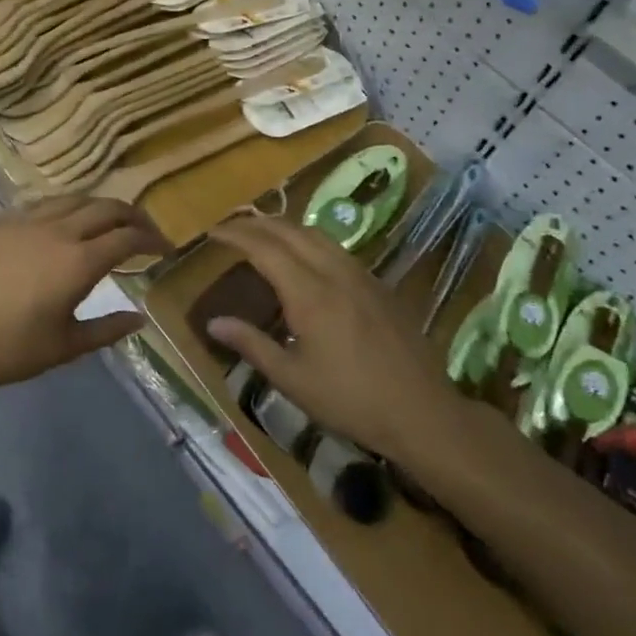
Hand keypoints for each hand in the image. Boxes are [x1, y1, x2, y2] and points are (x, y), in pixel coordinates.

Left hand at [0, 197, 169, 390]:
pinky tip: (64, 223)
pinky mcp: (1, 222)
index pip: (128, 237)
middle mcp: (58, 231)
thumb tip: (140, 317)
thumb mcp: (67, 346)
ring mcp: (27, 221)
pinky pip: (43, 204)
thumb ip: (108, 329)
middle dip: (133, 216)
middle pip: (106, 208)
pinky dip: (65, 208)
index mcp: (79, 261)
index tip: (165, 249)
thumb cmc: (11, 348)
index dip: (152, 240)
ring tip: (109, 221)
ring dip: (99, 206)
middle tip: (145, 231)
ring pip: (74, 198)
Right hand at [206, 216, 452, 460]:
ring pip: (318, 235)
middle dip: (258, 223)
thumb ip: (252, 344)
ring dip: (286, 227)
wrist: (422, 412)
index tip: (213, 233)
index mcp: (310, 294)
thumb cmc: (350, 400)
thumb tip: (214, 323)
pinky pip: (338, 249)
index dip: (236, 235)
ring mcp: (362, 276)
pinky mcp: (380, 286)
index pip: (265, 248)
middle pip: (291, 231)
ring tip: (265, 235)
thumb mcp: (292, 379)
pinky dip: (311, 241)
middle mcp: (335, 273)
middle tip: (232, 227)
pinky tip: (307, 259)